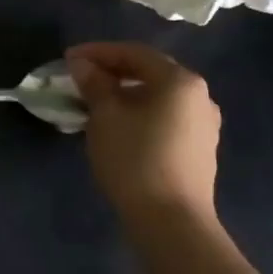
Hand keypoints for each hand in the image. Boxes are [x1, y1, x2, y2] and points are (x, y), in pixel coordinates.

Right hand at [64, 41, 220, 225]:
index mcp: (179, 81)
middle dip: (112, 70)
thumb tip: (82, 64)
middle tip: (81, 77)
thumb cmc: (135, 158)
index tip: (68, 58)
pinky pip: (164, 117)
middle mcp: (199, 96)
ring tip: (95, 101)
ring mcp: (204, 124)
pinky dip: (139, 112)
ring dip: (125, 93)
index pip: (134, 53)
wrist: (171, 221)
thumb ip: (94, 82)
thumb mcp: (105, 115)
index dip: (98, 51)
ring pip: (157, 96)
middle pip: (150, 71)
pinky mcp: (199, 149)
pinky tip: (118, 125)